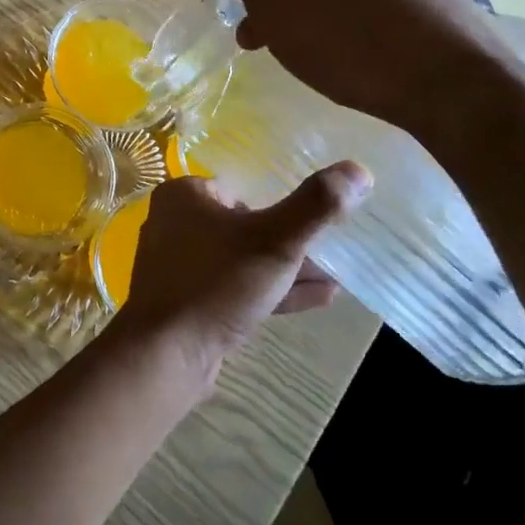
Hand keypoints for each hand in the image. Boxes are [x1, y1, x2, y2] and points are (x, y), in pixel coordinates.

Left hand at [106, 164, 371, 371]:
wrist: (166, 354)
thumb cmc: (217, 283)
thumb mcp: (275, 240)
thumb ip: (316, 206)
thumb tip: (358, 170)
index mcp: (183, 196)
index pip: (240, 188)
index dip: (277, 205)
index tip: (313, 220)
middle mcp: (174, 224)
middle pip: (243, 225)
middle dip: (290, 242)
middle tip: (330, 251)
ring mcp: (178, 266)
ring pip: (241, 259)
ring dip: (286, 270)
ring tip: (333, 279)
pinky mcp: (187, 301)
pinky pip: (233, 288)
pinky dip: (270, 291)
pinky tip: (318, 298)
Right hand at [223, 0, 511, 136]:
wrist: (447, 79)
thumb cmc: (345, 34)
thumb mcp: (273, 1)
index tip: (258, 31)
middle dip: (294, 9)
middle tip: (281, 50)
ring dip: (328, 22)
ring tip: (324, 62)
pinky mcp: (441, 3)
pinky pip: (385, 14)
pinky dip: (365, 34)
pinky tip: (364, 63)